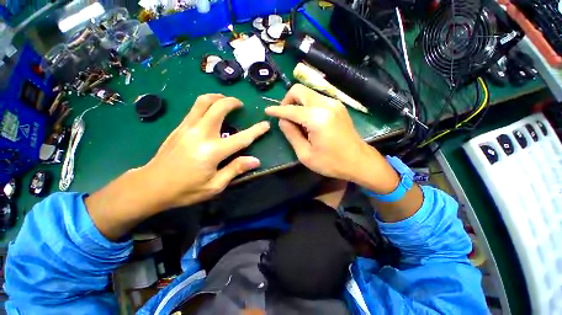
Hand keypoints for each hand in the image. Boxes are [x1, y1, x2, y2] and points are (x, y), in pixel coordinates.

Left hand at [144, 94, 269, 208]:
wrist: (151, 185)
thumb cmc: (186, 189)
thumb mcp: (214, 186)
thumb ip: (235, 170)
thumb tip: (255, 160)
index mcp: (212, 151)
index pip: (241, 138)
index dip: (256, 130)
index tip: (266, 124)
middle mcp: (200, 134)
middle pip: (218, 108)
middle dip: (232, 102)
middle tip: (240, 105)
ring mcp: (187, 128)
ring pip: (203, 102)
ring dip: (217, 98)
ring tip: (225, 101)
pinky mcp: (179, 127)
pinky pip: (194, 108)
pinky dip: (206, 104)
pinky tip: (210, 111)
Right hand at [265, 84, 397, 192]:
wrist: (359, 161)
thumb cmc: (331, 162)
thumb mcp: (305, 154)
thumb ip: (291, 134)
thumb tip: (283, 120)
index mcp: (317, 118)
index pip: (290, 109)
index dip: (277, 110)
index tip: (267, 111)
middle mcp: (326, 104)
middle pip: (300, 90)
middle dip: (287, 101)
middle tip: (285, 116)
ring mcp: (334, 103)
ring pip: (308, 93)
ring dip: (298, 103)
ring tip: (297, 121)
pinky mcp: (338, 106)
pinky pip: (317, 99)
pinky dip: (307, 106)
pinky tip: (308, 120)